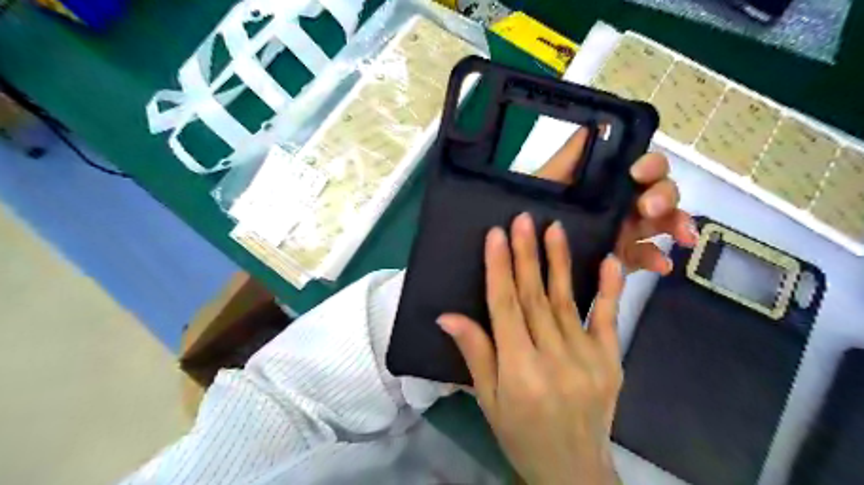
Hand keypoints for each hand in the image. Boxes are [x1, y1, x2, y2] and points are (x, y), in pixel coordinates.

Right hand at [441, 217, 625, 483]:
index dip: (499, 269)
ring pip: (568, 301)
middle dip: (527, 255)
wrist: (574, 470)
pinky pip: (609, 319)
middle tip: (523, 219)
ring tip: (554, 228)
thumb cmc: (521, 435)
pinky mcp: (611, 361)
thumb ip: (474, 353)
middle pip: (536, 298)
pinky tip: (608, 260)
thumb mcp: (488, 400)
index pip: (505, 308)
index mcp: (519, 371)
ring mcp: (588, 359)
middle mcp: (554, 360)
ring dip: (559, 262)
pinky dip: (608, 288)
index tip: (496, 235)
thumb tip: (447, 315)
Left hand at [535, 126, 692, 272]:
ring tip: (681, 235)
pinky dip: (658, 260)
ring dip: (675, 224)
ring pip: (662, 223)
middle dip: (665, 196)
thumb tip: (595, 124)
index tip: (637, 173)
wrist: (524, 245)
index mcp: (610, 183)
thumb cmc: (534, 208)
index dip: (650, 166)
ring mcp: (627, 231)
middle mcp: (624, 203)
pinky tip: (660, 265)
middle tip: (649, 207)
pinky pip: (647, 257)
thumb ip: (569, 156)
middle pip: (660, 193)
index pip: (643, 168)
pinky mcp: (623, 257)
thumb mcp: (547, 181)